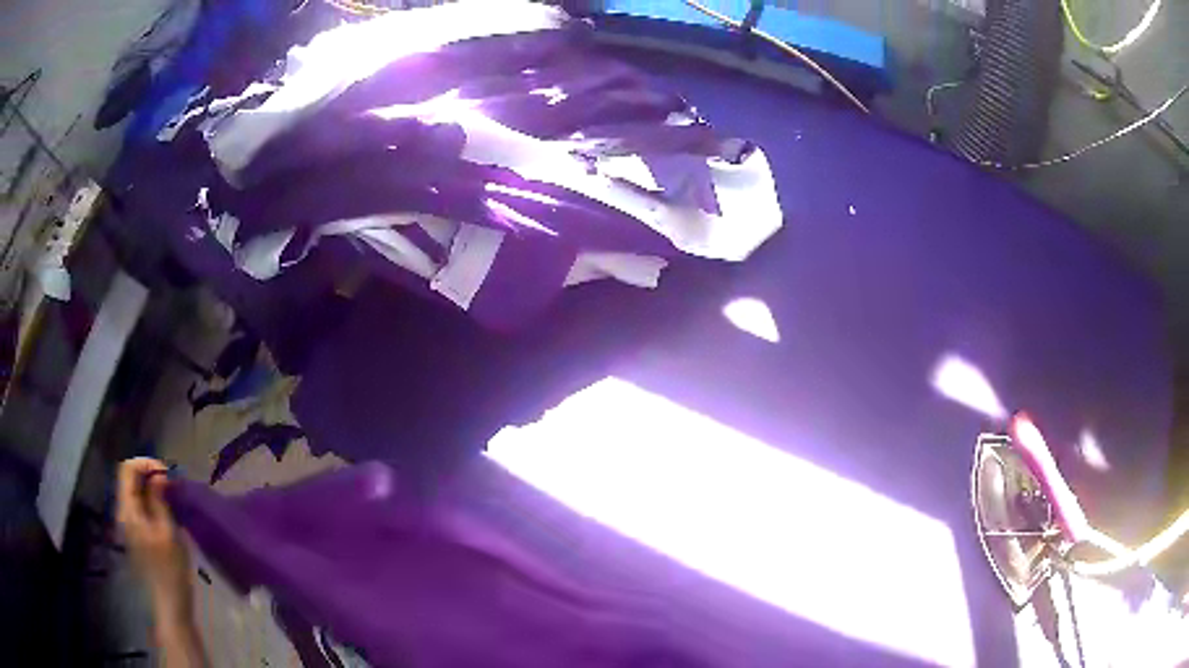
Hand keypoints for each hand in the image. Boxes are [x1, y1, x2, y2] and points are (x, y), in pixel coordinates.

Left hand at [117, 458, 192, 622]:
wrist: (169, 604)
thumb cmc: (170, 569)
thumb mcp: (168, 532)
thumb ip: (159, 500)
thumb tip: (159, 476)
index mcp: (128, 510)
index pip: (128, 469)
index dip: (146, 463)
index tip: (167, 474)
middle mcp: (123, 513)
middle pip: (129, 480)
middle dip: (149, 475)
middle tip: (172, 484)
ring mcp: (129, 526)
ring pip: (135, 494)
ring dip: (151, 489)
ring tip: (171, 497)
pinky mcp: (136, 536)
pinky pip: (139, 508)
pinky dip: (151, 503)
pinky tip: (166, 513)